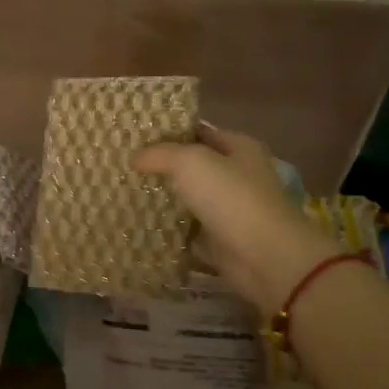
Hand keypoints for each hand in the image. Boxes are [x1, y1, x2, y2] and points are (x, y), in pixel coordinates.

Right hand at [135, 124, 340, 310]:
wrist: (264, 257)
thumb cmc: (231, 198)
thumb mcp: (191, 162)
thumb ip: (160, 154)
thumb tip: (136, 157)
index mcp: (239, 147)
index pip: (198, 131)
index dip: (169, 131)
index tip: (135, 136)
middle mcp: (237, 174)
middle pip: (192, 165)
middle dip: (162, 166)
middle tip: (124, 164)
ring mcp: (229, 208)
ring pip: (188, 197)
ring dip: (163, 197)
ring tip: (125, 190)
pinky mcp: (220, 238)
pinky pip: (187, 228)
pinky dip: (168, 227)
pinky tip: (140, 222)